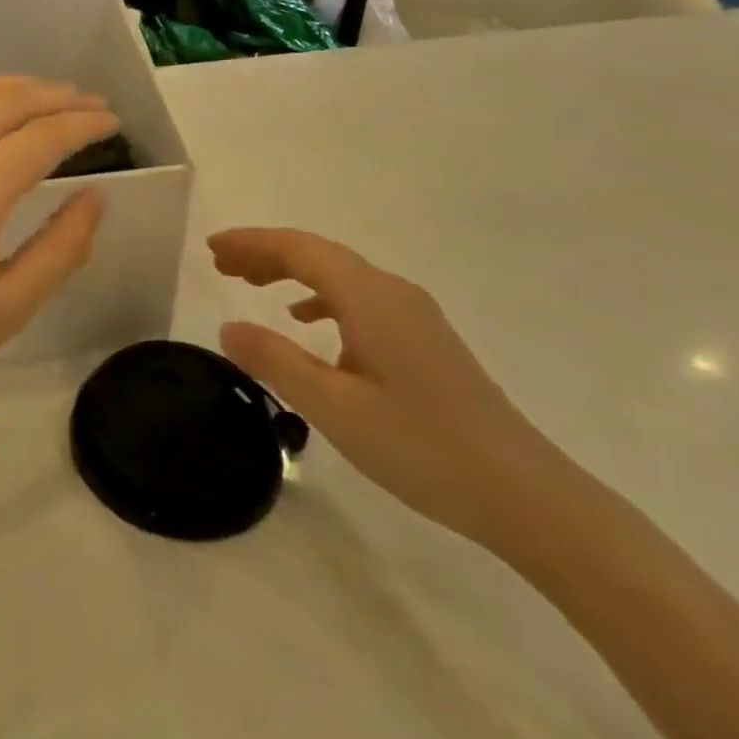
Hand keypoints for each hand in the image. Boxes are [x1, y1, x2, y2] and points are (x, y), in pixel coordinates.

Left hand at [0, 78, 116, 434]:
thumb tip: (97, 196)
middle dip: (54, 96)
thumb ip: (61, 248)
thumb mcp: (6, 311)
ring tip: (47, 95)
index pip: (40, 138)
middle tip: (90, 101)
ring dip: (12, 89)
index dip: (82, 123)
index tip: (112, 120)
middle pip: (4, 103)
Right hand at [211, 229, 572, 550]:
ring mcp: (413, 315)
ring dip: (291, 272)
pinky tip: (307, 320)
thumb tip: (228, 327)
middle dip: (266, 253)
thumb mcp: (335, 409)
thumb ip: (277, 362)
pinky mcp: (424, 340)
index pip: (300, 249)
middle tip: (220, 264)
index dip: (252, 243)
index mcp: (370, 298)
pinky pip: (359, 299)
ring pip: (339, 275)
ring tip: (250, 284)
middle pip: (319, 255)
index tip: (212, 248)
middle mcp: (393, 292)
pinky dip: (321, 297)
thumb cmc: (423, 448)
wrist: (526, 496)